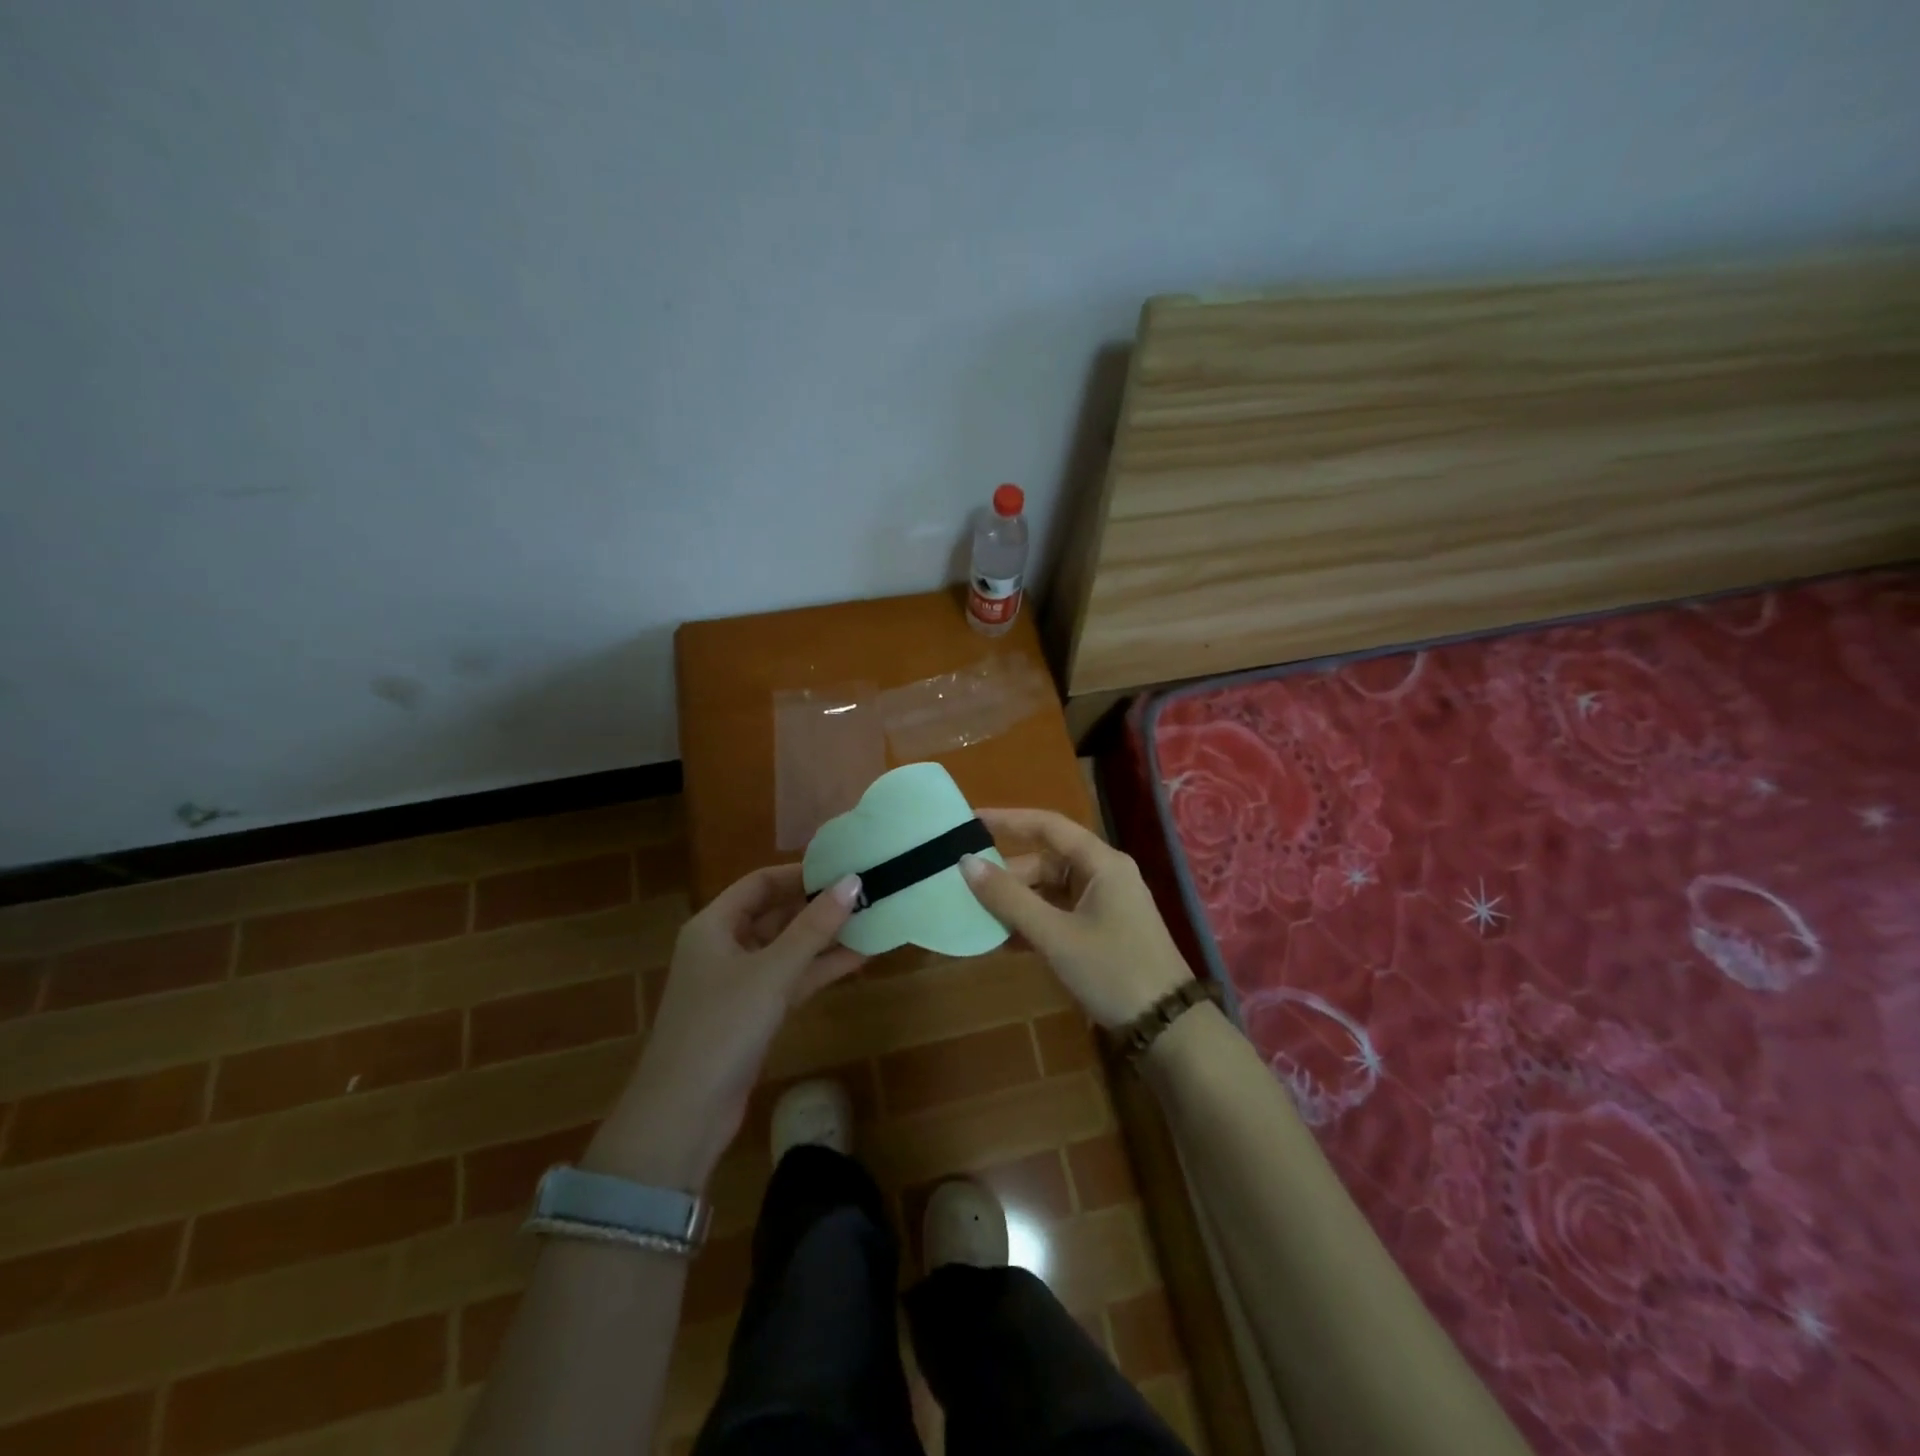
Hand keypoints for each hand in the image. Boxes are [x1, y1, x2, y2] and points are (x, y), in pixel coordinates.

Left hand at [583, 865, 864, 1189]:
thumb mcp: (772, 971)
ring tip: (872, 919)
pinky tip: (860, 957)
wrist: (684, 1115)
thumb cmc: (722, 1027)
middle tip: (866, 893)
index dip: (800, 873)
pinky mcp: (755, 1014)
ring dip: (825, 938)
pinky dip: (821, 969)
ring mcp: (740, 982)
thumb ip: (814, 927)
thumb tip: (853, 881)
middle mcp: (724, 947)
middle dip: (818, 905)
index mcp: (714, 925)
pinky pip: (792, 979)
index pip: (760, 883)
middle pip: (776, 913)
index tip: (843, 868)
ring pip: (788, 948)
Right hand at [961, 807, 1192, 1027]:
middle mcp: (1105, 875)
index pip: (1048, 826)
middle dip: (1007, 875)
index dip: (1008, 820)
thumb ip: (1009, 898)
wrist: (1167, 1027)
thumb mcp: (1055, 935)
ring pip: (1051, 891)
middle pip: (1046, 862)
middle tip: (966, 888)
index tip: (970, 821)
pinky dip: (1034, 923)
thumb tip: (966, 862)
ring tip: (978, 916)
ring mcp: (1105, 904)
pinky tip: (1004, 941)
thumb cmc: (1112, 970)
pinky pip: (1060, 914)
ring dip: (1018, 903)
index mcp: (1101, 863)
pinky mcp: (1103, 931)